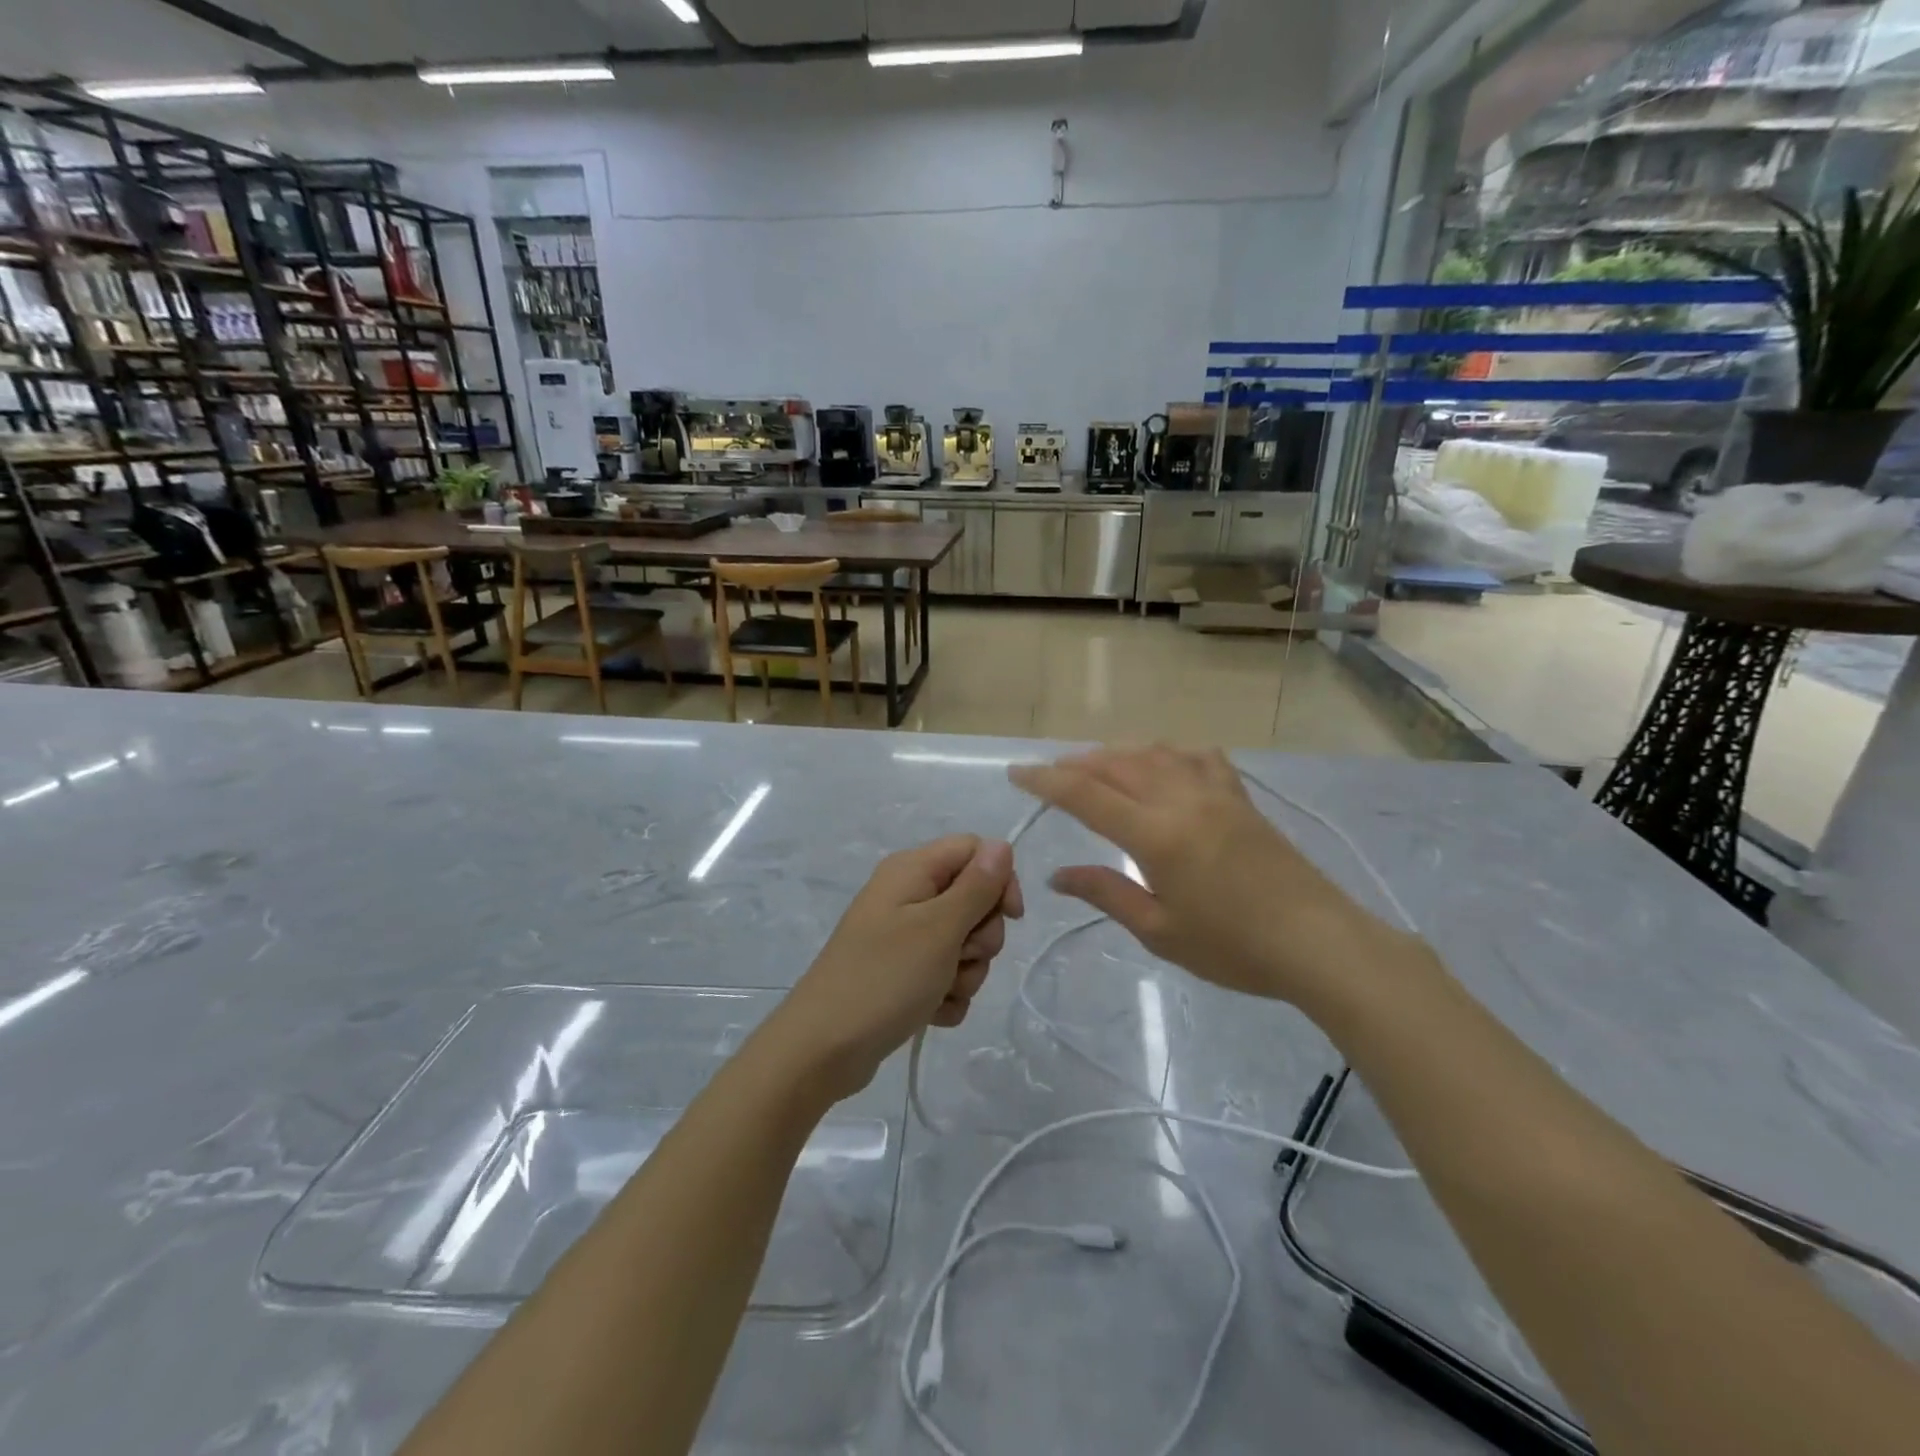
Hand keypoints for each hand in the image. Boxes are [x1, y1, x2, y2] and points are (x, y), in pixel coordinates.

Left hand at [764, 836, 1023, 1102]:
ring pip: (964, 942)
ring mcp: (904, 937)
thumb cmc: (884, 978)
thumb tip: (1003, 845)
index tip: (1010, 917)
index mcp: (912, 870)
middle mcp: (908, 895)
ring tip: (941, 991)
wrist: (823, 1048)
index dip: (999, 879)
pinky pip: (946, 974)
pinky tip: (931, 1012)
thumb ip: (976, 886)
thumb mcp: (938, 929)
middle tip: (960, 957)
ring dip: (966, 972)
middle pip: (974, 899)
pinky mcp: (902, 973)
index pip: (975, 850)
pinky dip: (947, 994)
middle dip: (981, 935)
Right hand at [1009, 747, 1399, 1006]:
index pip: (1086, 795)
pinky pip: (1198, 757)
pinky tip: (1163, 762)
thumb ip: (1107, 892)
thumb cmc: (1234, 948)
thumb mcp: (1160, 930)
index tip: (1017, 773)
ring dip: (1116, 753)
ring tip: (1095, 765)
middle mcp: (1181, 799)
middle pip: (1116, 764)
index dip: (1046, 781)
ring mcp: (1215, 793)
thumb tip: (1058, 875)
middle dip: (1075, 764)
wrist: (1319, 943)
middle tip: (1049, 774)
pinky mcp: (1240, 798)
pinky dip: (1169, 752)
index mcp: (1156, 834)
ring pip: (1154, 753)